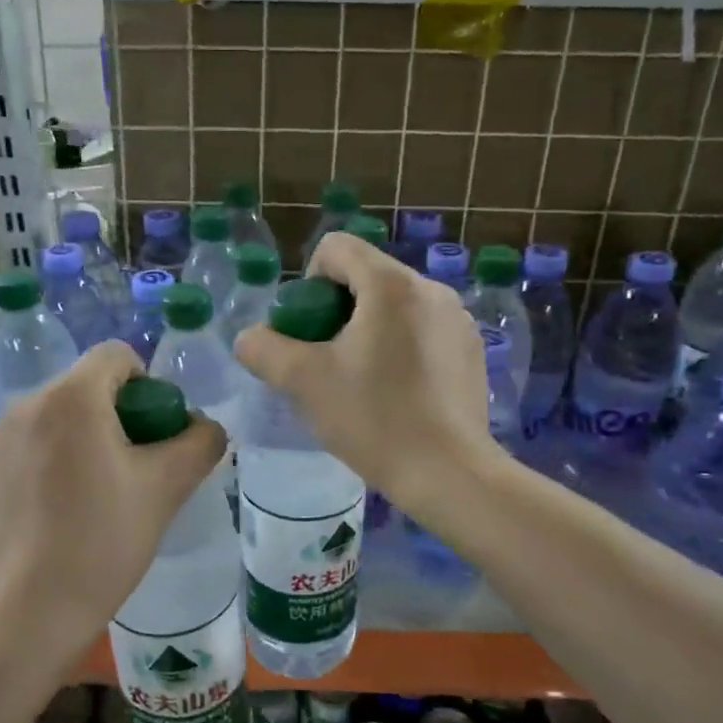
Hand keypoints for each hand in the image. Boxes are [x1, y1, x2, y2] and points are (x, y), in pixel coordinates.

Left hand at [0, 341, 225, 664]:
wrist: (27, 611)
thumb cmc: (102, 540)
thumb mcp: (167, 488)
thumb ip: (200, 443)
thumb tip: (206, 428)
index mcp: (70, 397)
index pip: (117, 355)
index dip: (149, 384)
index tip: (157, 433)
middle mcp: (26, 405)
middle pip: (87, 386)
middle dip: (120, 414)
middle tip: (137, 468)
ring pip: (60, 418)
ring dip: (88, 438)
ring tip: (102, 493)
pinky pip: (33, 445)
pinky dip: (56, 460)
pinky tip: (64, 511)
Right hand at [234, 232, 497, 514]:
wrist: (448, 473)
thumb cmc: (374, 419)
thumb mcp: (303, 382)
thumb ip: (264, 349)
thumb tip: (250, 338)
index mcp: (391, 285)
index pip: (336, 248)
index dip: (309, 281)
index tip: (308, 330)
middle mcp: (431, 288)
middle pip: (367, 275)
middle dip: (338, 309)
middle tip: (328, 359)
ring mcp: (458, 318)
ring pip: (396, 303)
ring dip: (370, 327)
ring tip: (363, 378)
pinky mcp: (472, 348)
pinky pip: (423, 328)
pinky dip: (401, 345)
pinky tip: (398, 391)